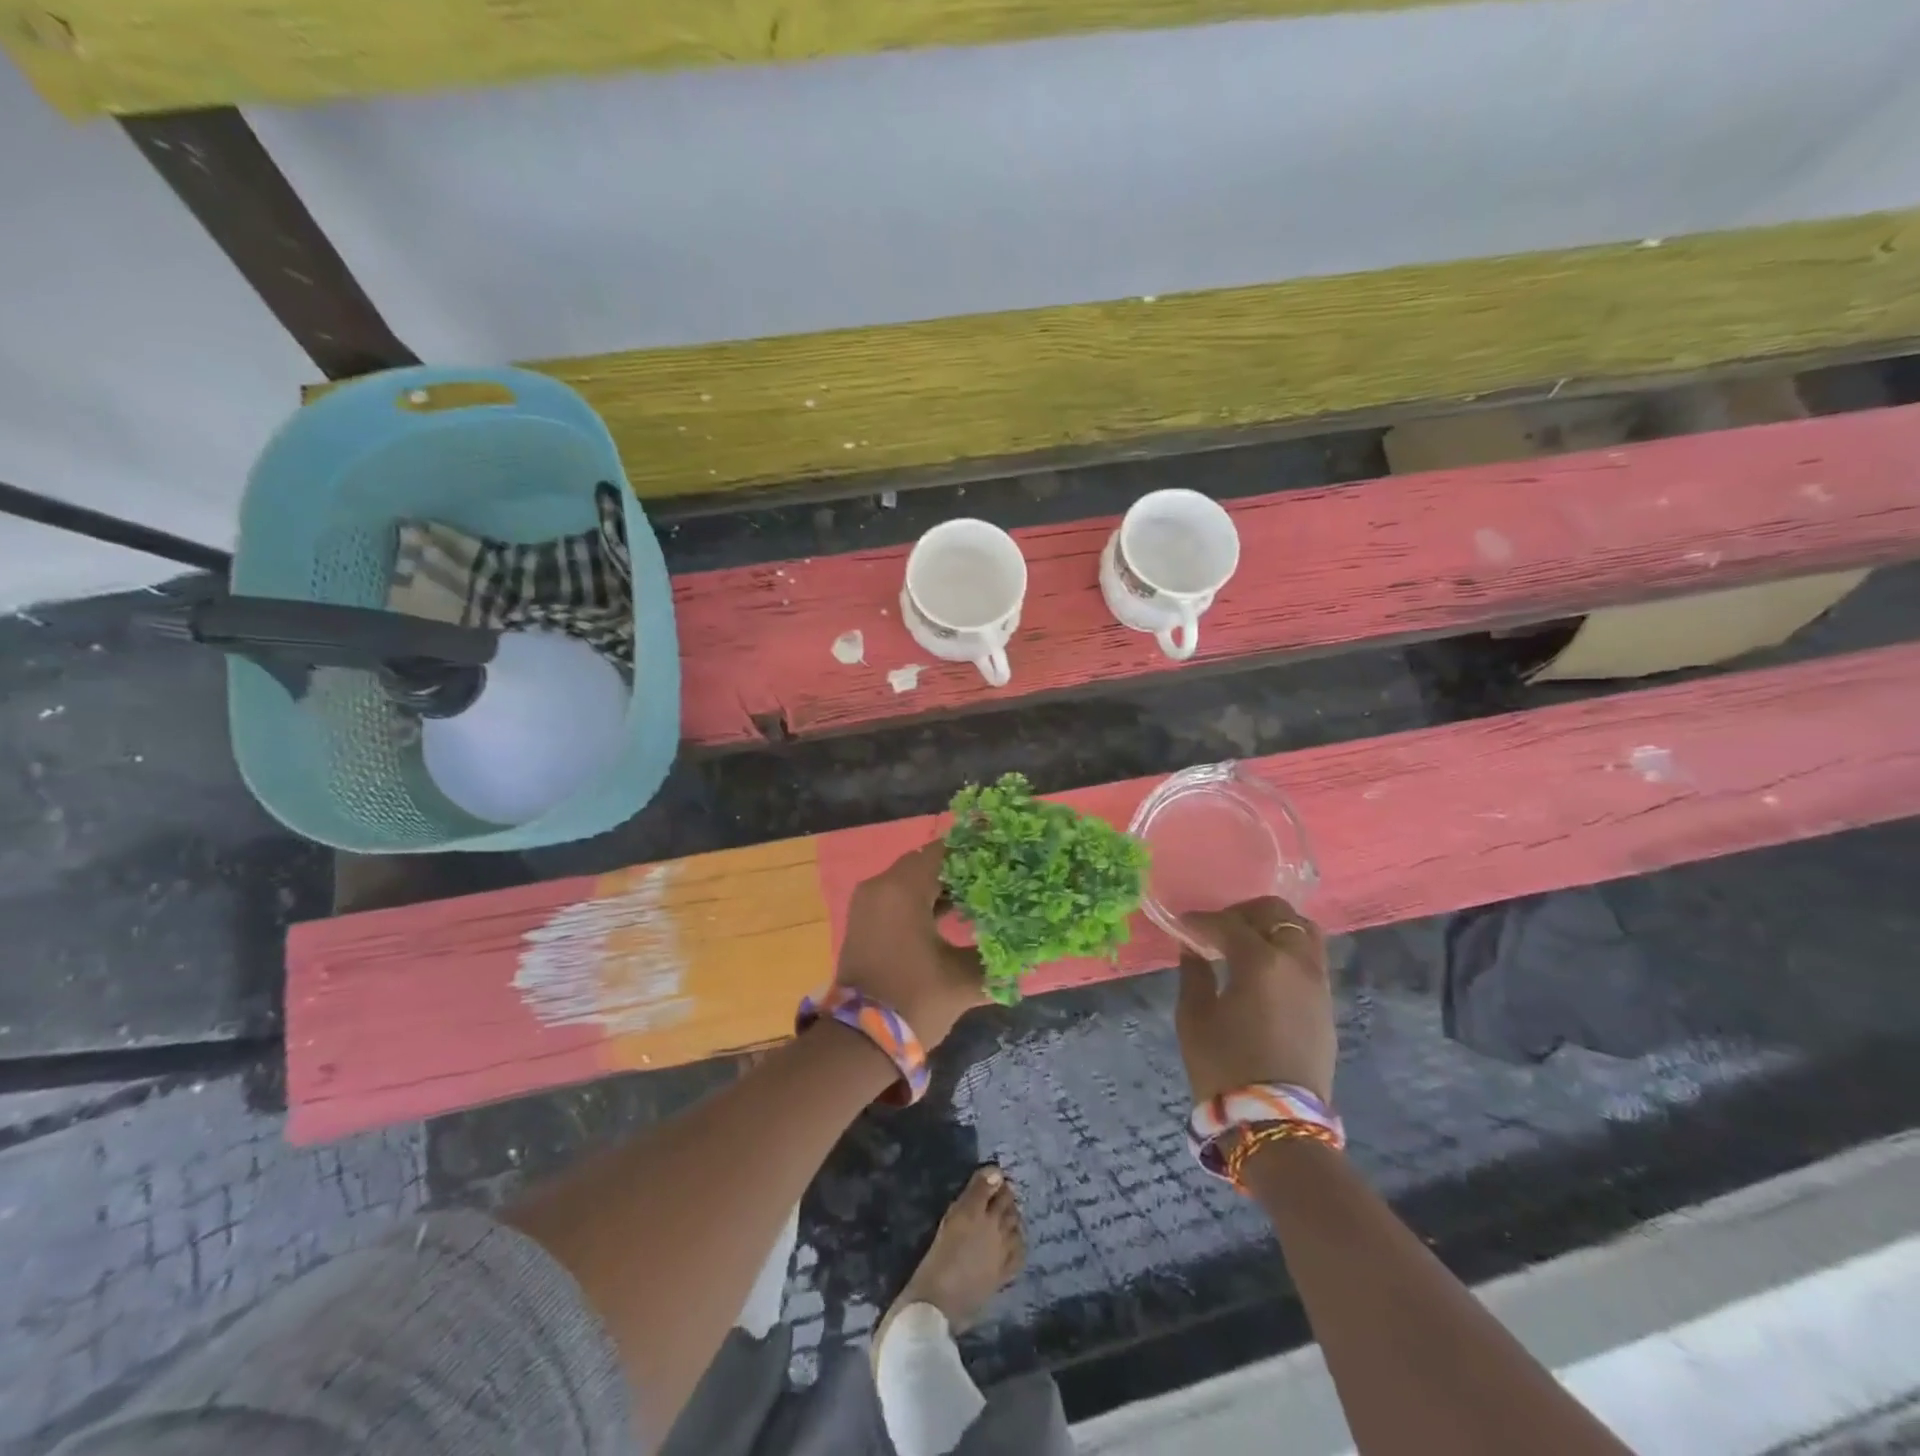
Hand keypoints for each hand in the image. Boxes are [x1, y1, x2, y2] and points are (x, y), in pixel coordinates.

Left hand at [837, 843, 986, 1047]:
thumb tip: (1022, 944)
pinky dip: (923, 900)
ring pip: (912, 879)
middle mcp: (881, 885)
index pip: (946, 850)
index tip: (1005, 858)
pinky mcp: (864, 920)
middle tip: (998, 879)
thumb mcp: (964, 977)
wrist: (858, 1042)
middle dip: (962, 869)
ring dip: (942, 886)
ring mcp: (868, 902)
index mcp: (903, 888)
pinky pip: (898, 896)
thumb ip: (996, 955)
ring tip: (981, 898)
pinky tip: (953, 916)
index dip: (977, 852)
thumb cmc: (914, 1000)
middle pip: (927, 862)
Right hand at [1175, 897, 1335, 1104]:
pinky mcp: (1326, 1005)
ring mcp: (1317, 983)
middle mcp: (1296, 962)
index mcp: (1260, 961)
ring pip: (1302, 932)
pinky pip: (1309, 959)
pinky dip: (1286, 951)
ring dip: (1272, 928)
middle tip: (1218, 928)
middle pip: (1277, 913)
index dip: (1201, 921)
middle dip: (1244, 913)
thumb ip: (1194, 973)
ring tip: (1245, 945)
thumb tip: (1193, 949)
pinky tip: (1263, 971)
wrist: (1276, 1122)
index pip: (1227, 924)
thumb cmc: (1224, 1066)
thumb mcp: (1194, 1017)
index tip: (1182, 926)